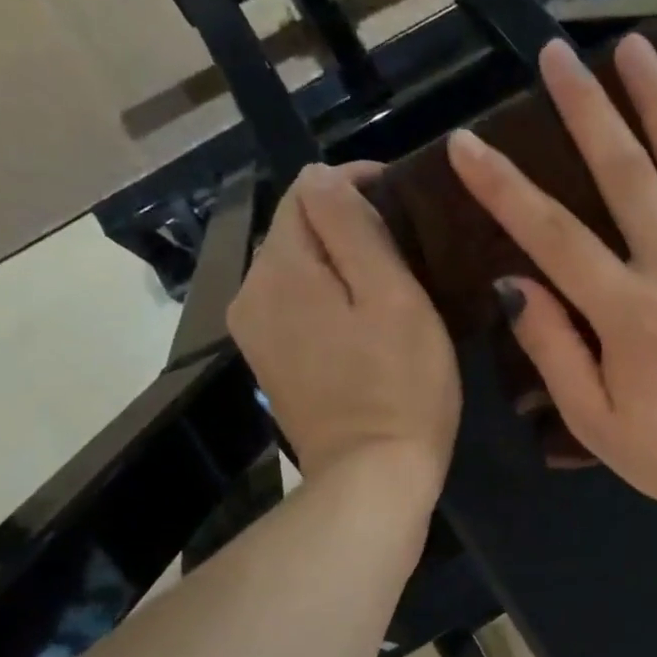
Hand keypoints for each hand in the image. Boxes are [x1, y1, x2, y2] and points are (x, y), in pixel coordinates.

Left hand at [228, 162, 460, 506]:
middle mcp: (251, 293)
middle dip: (344, 222)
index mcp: (280, 269)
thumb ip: (353, 227)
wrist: (372, 480)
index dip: (355, 182)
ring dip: (336, 261)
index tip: (403, 197)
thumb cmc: (400, 386)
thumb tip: (325, 177)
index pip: (307, 189)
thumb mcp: (392, 296)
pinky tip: (361, 318)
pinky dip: (325, 297)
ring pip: (295, 268)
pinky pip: (294, 306)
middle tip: (405, 243)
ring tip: (388, 277)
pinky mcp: (270, 364)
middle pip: (296, 229)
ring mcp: (255, 333)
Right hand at [446, 34, 656, 535]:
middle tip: (557, 54)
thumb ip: (553, 349)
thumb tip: (513, 283)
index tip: (467, 142)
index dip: (503, 187)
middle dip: (586, 109)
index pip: (552, 234)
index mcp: (628, 313)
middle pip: (626, 174)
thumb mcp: (596, 422)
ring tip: (636, 49)